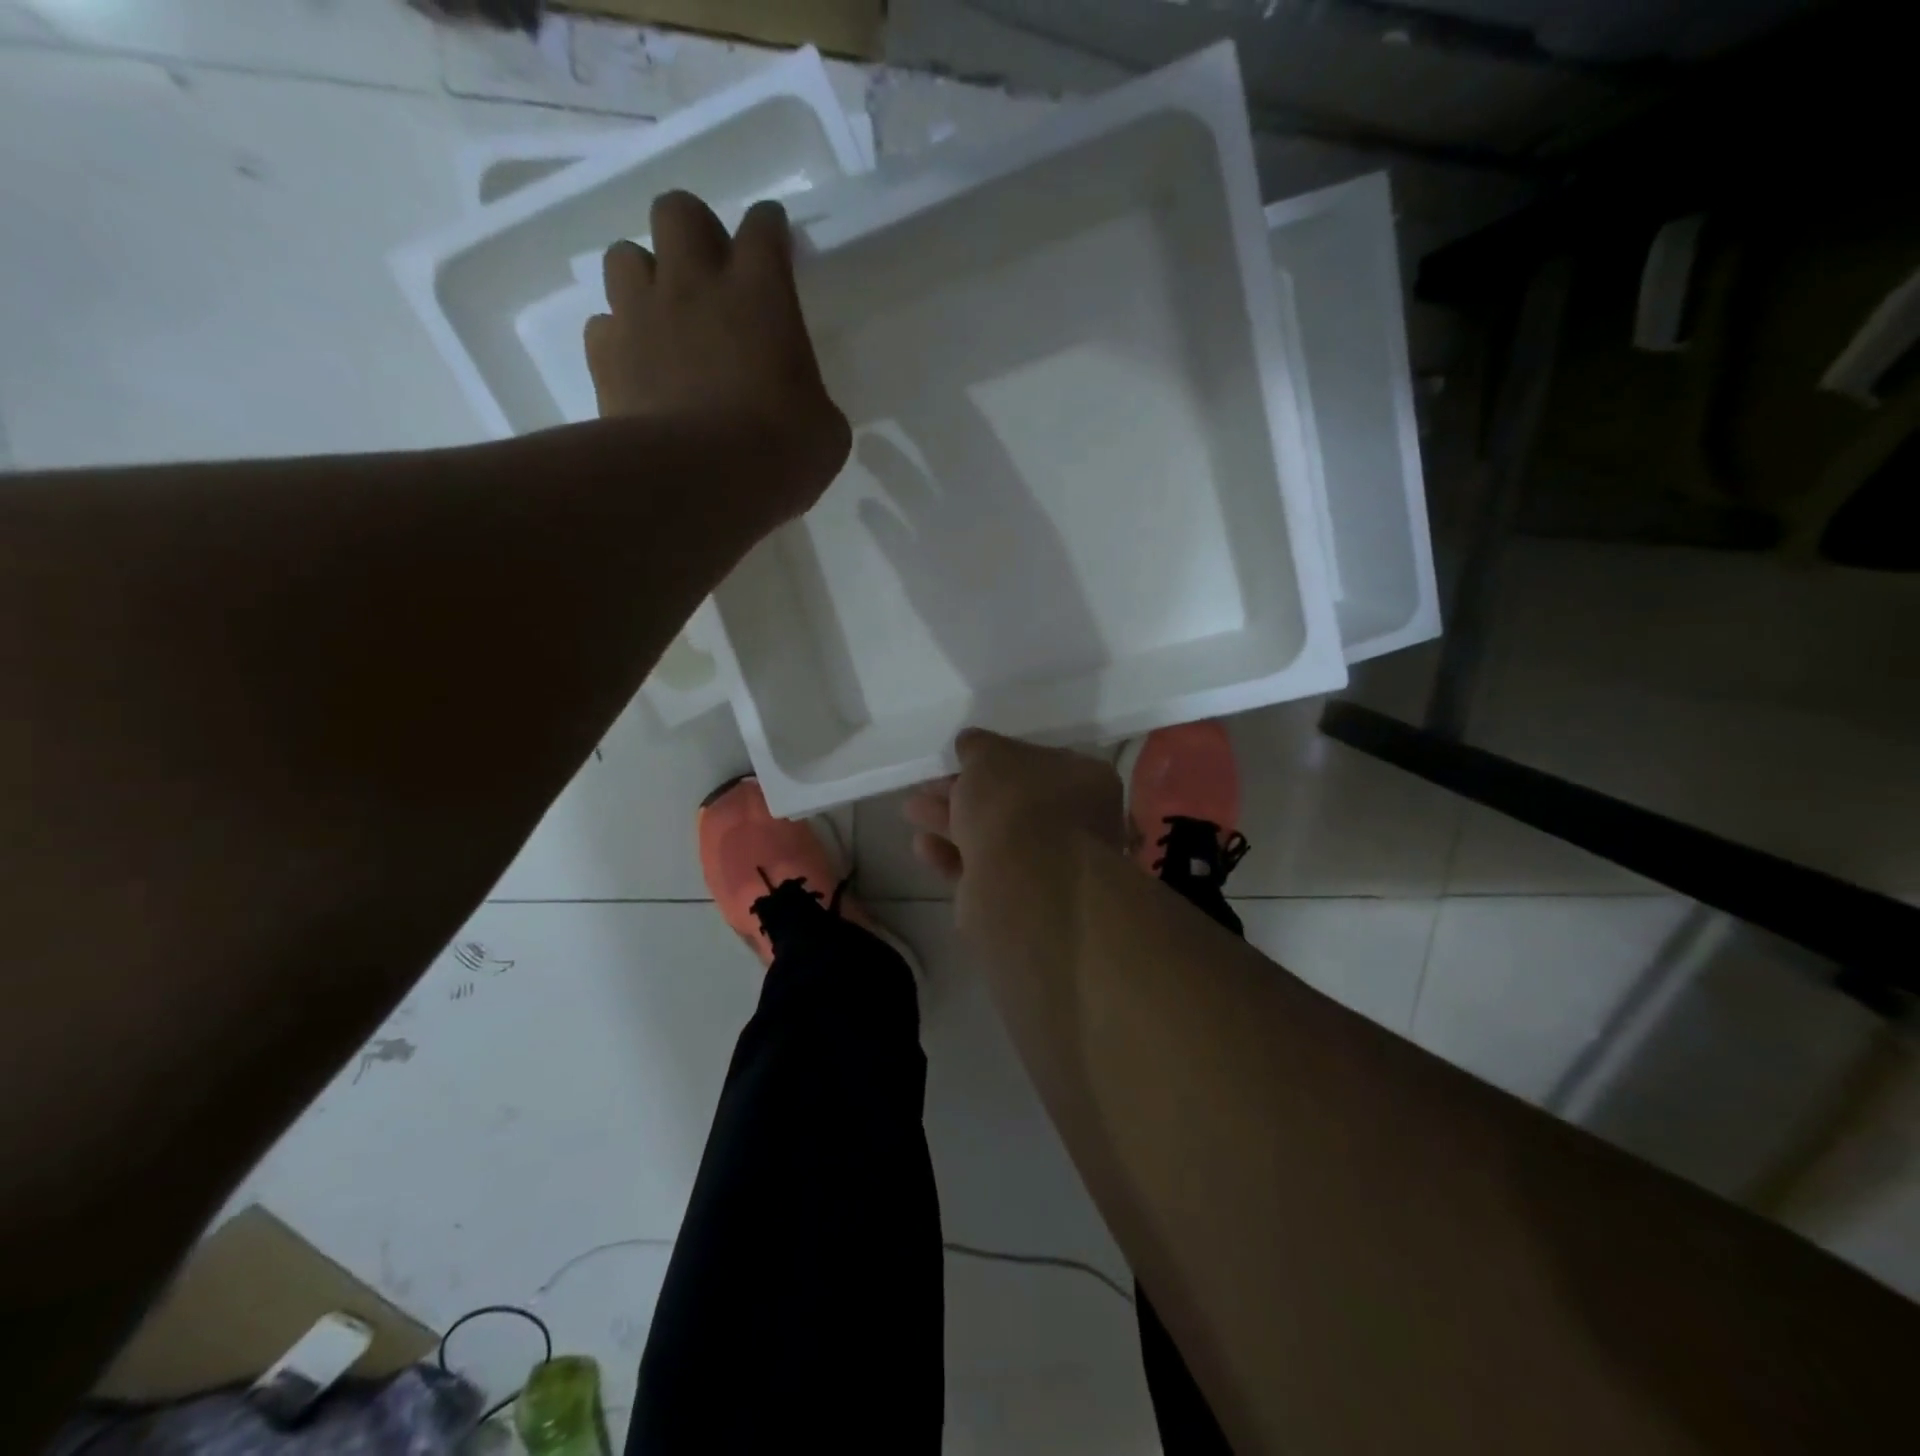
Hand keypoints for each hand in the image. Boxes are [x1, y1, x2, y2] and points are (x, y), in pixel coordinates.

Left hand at [585, 191, 850, 521]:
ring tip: (665, 319)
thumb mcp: (825, 431)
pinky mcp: (606, 356)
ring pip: (625, 256)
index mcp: (761, 294)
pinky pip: (604, 325)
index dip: (769, 230)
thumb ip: (810, 397)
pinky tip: (639, 368)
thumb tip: (798, 404)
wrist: (699, 484)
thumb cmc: (779, 454)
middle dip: (694, 233)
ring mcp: (642, 315)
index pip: (763, 228)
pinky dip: (621, 339)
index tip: (775, 244)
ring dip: (646, 279)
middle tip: (711, 277)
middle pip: (679, 211)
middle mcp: (695, 285)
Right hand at [904, 729, 1125, 904]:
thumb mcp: (989, 755)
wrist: (1024, 882)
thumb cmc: (1017, 803)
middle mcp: (1076, 821)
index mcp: (1084, 779)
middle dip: (964, 793)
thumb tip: (971, 745)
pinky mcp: (1022, 898)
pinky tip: (923, 847)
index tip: (957, 761)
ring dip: (951, 822)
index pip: (1036, 761)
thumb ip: (977, 747)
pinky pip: (983, 870)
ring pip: (994, 836)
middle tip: (926, 788)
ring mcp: (1051, 864)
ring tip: (912, 813)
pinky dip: (952, 856)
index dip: (993, 759)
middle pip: (1010, 801)